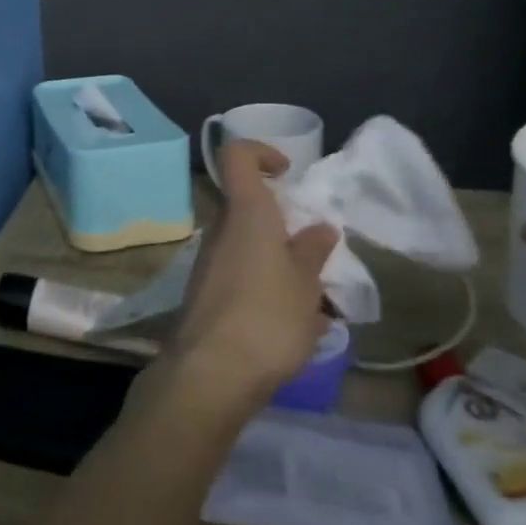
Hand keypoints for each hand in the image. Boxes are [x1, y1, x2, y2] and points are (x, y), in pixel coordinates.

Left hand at [164, 140, 338, 411]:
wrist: (211, 372)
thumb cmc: (267, 317)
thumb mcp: (305, 285)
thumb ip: (312, 252)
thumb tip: (319, 227)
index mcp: (246, 213)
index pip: (237, 156)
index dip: (260, 152)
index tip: (287, 171)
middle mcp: (221, 229)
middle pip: (248, 208)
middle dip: (283, 225)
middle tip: (316, 255)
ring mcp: (210, 261)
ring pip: (248, 246)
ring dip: (279, 263)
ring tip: (315, 302)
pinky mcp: (206, 293)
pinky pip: (242, 276)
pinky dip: (267, 289)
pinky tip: (295, 327)